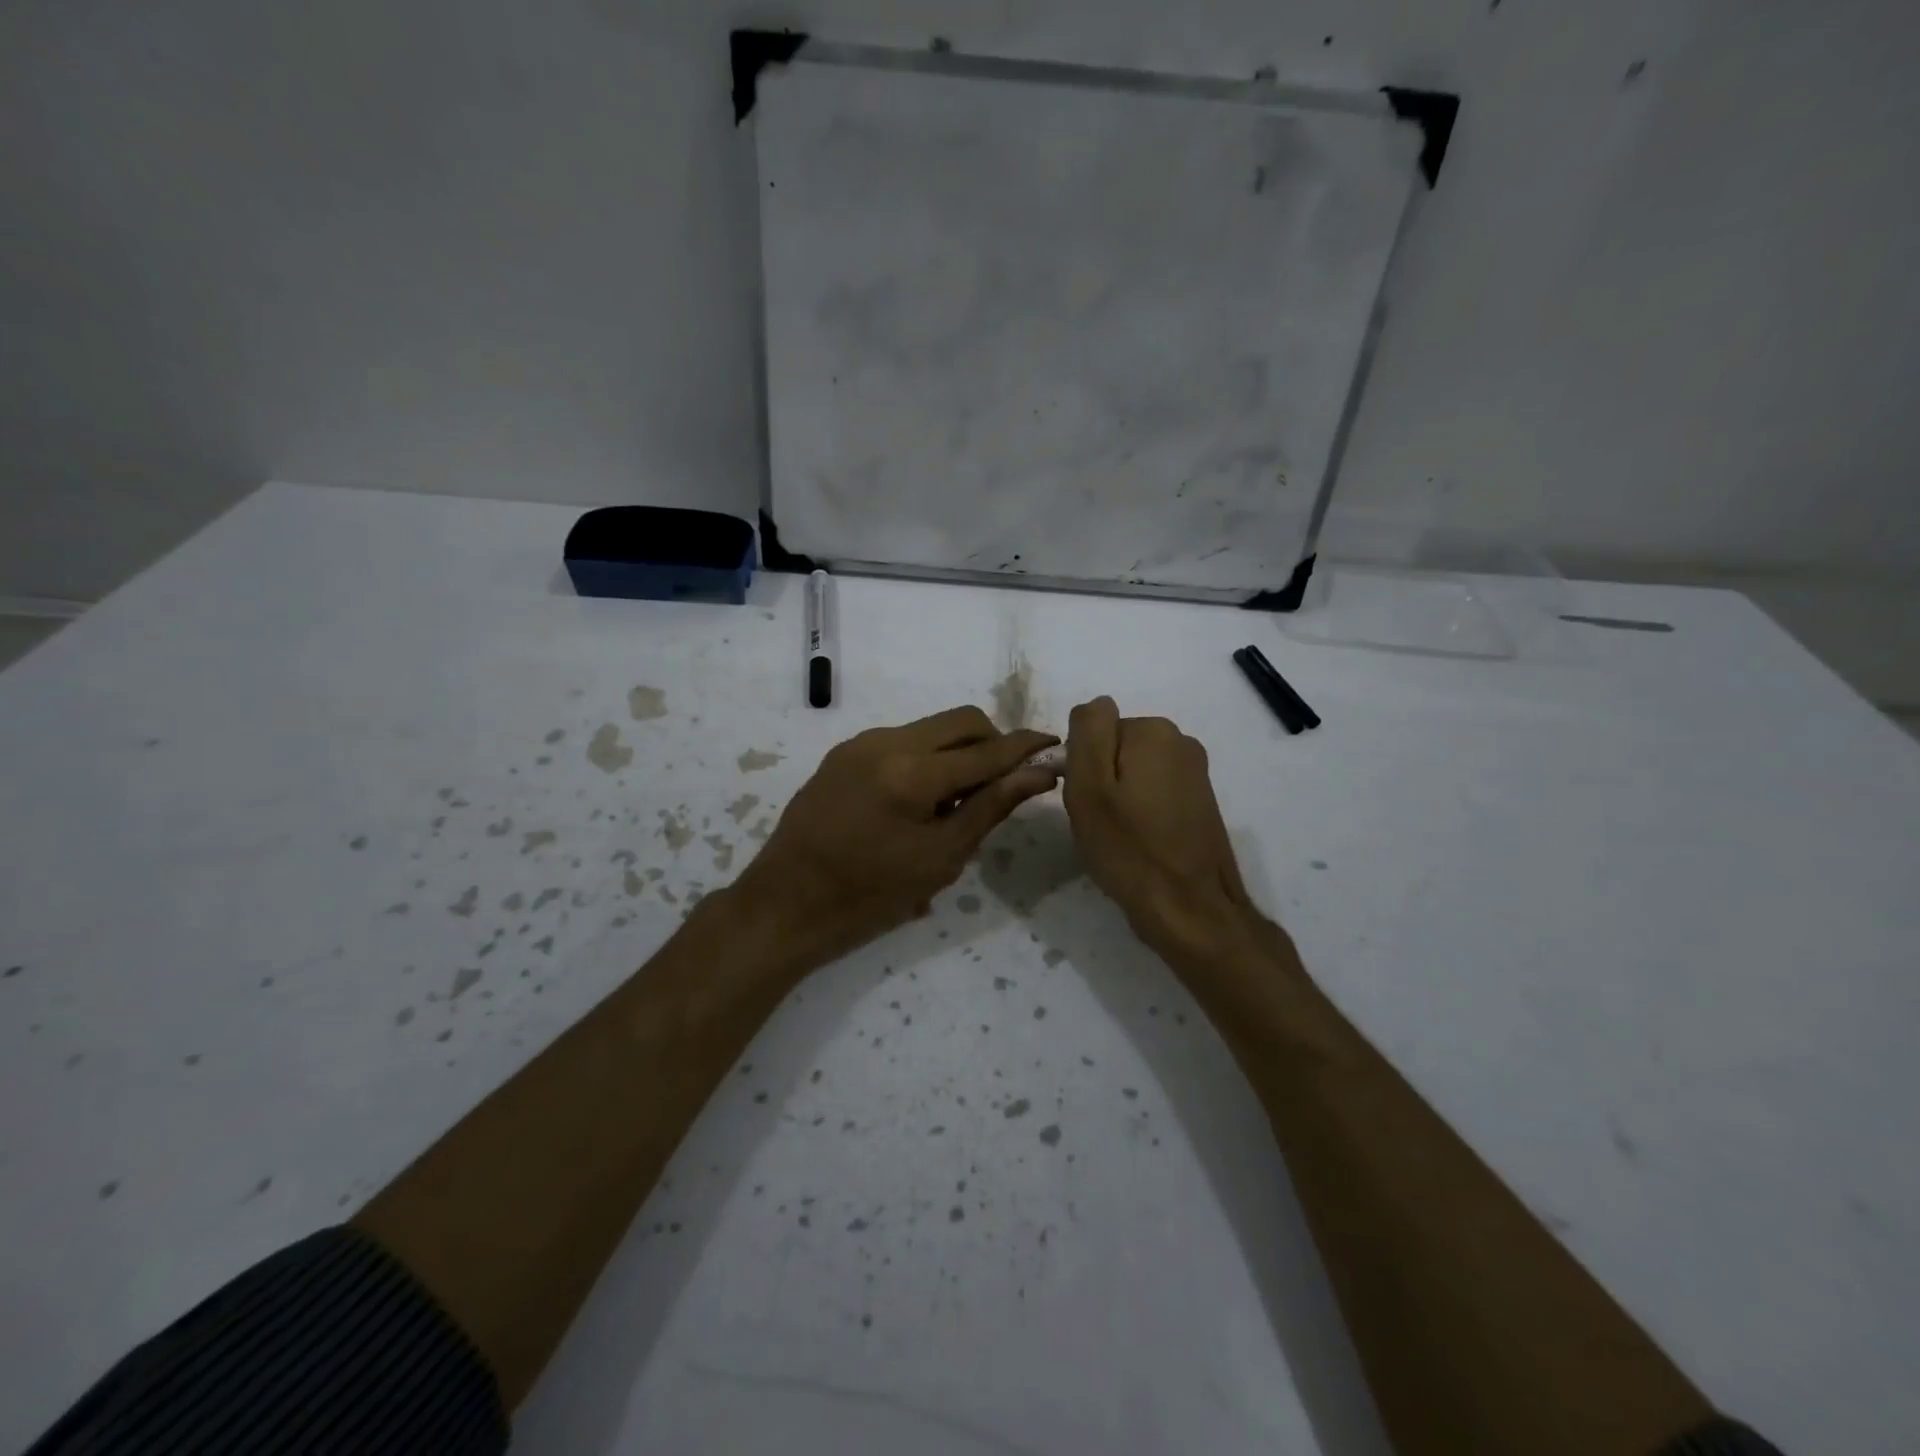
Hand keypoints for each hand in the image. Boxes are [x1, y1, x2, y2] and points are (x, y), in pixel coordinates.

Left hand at [734, 706, 1059, 964]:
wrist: (786, 903)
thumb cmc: (869, 896)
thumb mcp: (940, 859)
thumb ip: (991, 807)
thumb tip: (1038, 774)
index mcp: (913, 773)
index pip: (987, 750)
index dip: (1026, 747)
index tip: (1055, 745)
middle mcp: (887, 741)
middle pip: (962, 720)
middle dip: (993, 741)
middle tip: (1003, 783)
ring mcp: (861, 743)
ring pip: (931, 727)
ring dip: (959, 750)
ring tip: (956, 801)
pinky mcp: (843, 752)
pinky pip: (902, 740)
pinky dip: (926, 758)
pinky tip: (920, 799)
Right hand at [1062, 697, 1263, 963]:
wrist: (1190, 909)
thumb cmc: (1130, 849)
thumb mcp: (1089, 787)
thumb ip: (1088, 732)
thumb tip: (1096, 705)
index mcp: (1153, 731)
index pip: (1094, 728)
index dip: (1081, 765)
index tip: (1087, 802)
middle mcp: (1181, 741)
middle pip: (1115, 747)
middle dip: (1102, 778)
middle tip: (1101, 822)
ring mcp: (1196, 772)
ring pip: (1134, 772)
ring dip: (1120, 797)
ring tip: (1121, 836)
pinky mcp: (1201, 801)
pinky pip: (1154, 792)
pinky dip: (1141, 812)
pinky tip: (1142, 843)